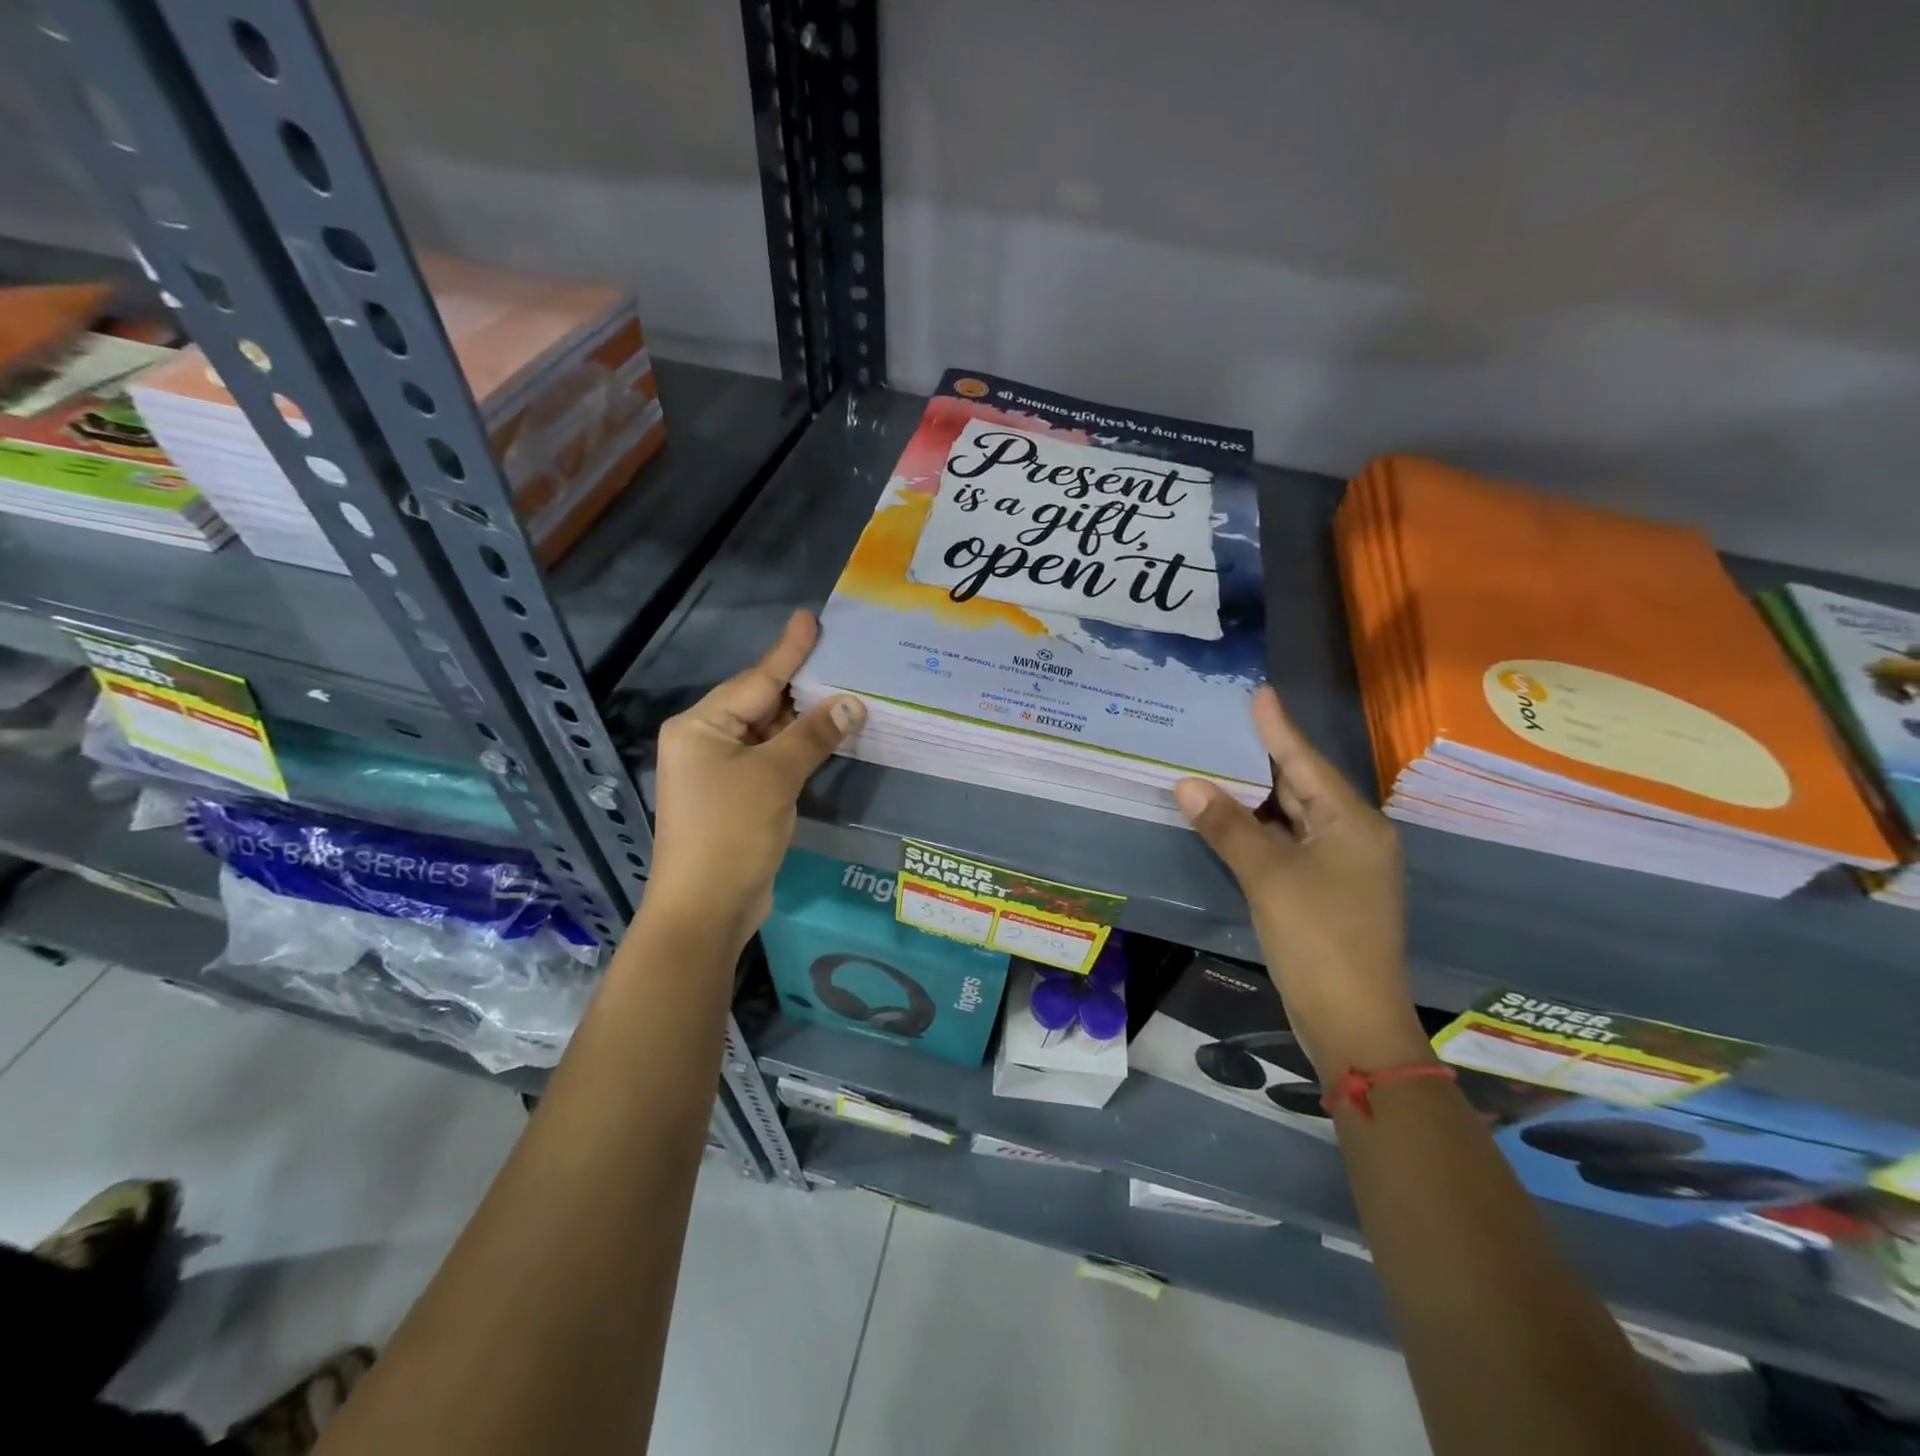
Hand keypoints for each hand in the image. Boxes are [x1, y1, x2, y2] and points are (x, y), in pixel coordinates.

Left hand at [645, 611, 863, 951]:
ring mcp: (719, 771)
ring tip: (845, 690)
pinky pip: (772, 759)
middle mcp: (705, 741)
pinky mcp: (737, 797)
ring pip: (769, 732)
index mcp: (700, 727)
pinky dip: (798, 748)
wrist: (705, 909)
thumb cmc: (731, 833)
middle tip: (842, 655)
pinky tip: (828, 735)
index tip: (811, 619)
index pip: (756, 680)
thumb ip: (812, 735)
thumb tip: (851, 705)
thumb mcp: (774, 777)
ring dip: (804, 719)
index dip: (788, 651)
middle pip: (761, 703)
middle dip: (801, 684)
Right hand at [1174, 687, 1429, 1078]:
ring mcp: (1340, 868)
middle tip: (1224, 726)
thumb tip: (1187, 783)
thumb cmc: (1318, 938)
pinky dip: (1258, 830)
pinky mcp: (1324, 893)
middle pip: (1301, 787)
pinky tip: (1229, 818)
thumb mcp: (1268, 876)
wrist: (1352, 1021)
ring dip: (1254, 797)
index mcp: (1352, 824)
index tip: (1259, 693)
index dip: (1278, 728)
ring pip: (1292, 818)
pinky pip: (1287, 846)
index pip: (1306, 762)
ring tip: (1216, 763)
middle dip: (1261, 759)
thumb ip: (1227, 827)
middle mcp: (1353, 838)